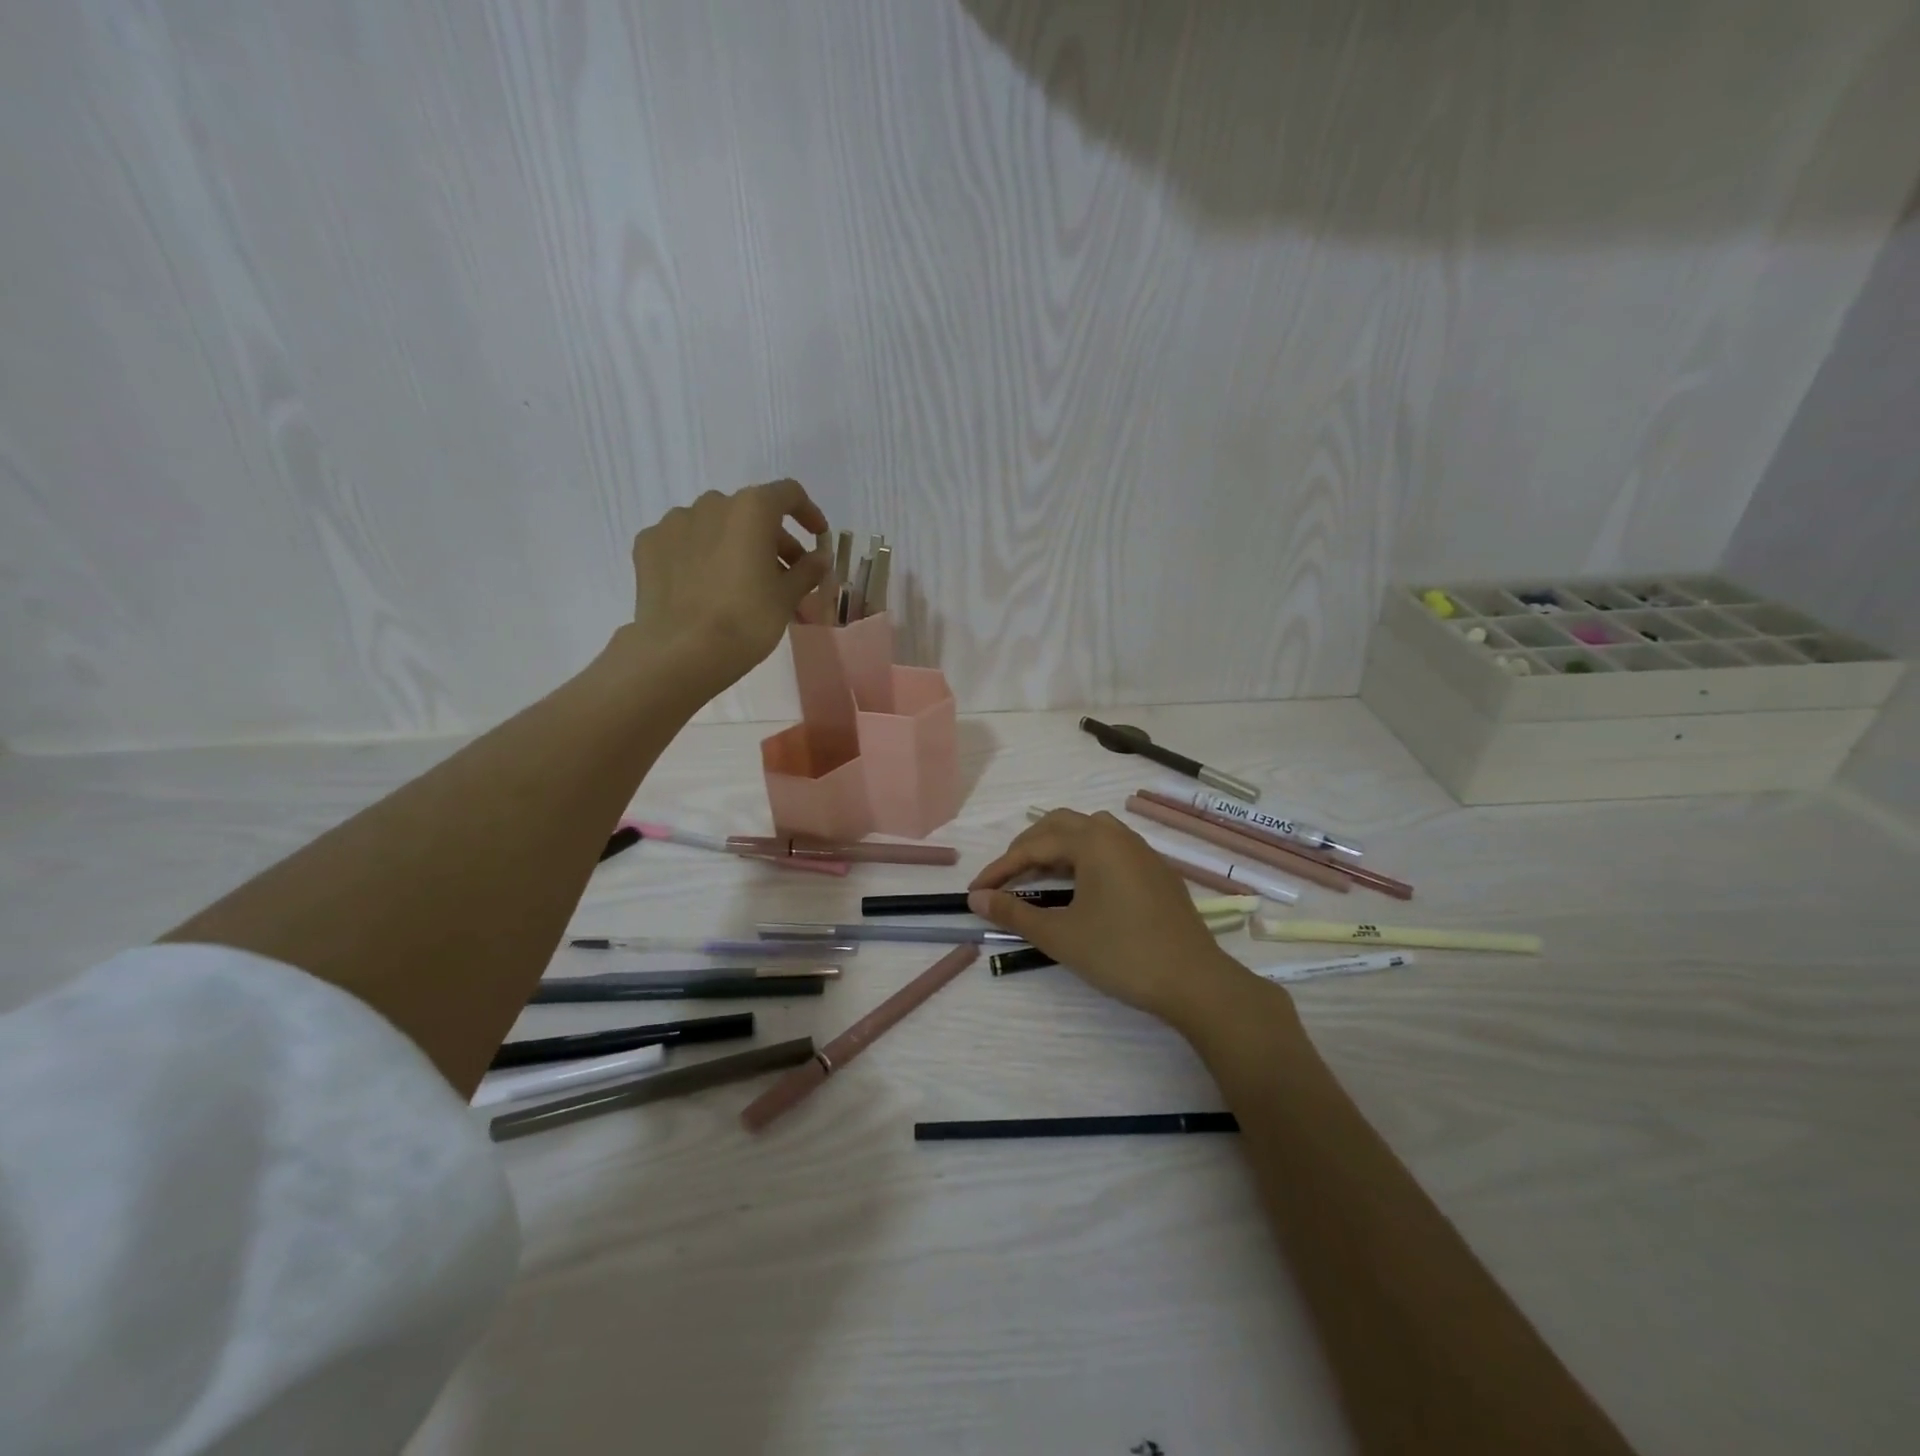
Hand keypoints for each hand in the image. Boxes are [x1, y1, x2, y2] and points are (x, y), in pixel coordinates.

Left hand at [630, 481, 830, 690]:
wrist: (681, 652)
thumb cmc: (746, 621)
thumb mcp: (787, 597)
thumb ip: (807, 570)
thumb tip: (819, 558)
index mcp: (751, 509)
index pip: (788, 494)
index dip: (808, 513)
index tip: (817, 538)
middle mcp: (712, 504)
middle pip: (750, 512)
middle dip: (772, 539)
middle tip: (784, 574)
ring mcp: (674, 522)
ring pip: (715, 525)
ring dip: (735, 544)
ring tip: (741, 582)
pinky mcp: (648, 544)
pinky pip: (684, 542)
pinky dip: (700, 555)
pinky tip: (705, 586)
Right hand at [968, 809, 1254, 1027]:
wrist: (1194, 981)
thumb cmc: (1121, 954)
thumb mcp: (1060, 935)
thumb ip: (1015, 912)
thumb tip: (976, 898)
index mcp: (1094, 842)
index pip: (1034, 846)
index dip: (1000, 869)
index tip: (976, 892)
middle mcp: (1118, 835)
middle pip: (1061, 825)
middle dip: (1027, 848)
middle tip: (1006, 878)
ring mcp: (1142, 851)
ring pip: (1089, 832)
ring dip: (1058, 848)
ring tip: (1039, 877)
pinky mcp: (1157, 870)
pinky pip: (1111, 848)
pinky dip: (1084, 858)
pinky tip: (1081, 887)